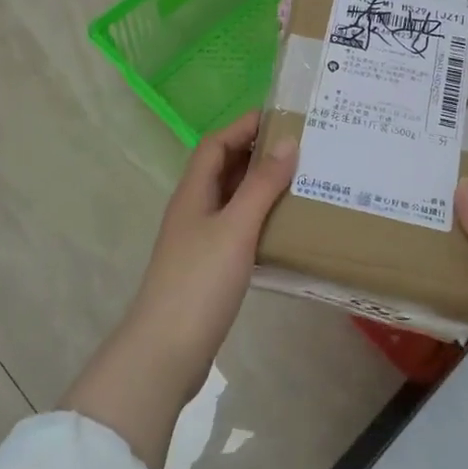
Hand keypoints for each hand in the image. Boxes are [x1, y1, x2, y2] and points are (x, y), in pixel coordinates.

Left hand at [60, 112, 295, 468]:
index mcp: (193, 191)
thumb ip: (261, 185)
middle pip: (223, 168)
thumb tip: (288, 141)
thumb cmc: (200, 281)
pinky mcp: (209, 267)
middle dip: (257, 153)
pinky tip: (284, 228)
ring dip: (260, 187)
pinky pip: (237, 228)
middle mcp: (194, 208)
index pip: (216, 143)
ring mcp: (199, 239)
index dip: (244, 126)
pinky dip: (259, 219)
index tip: (283, 118)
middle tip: (300, 149)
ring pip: (231, 199)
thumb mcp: (236, 227)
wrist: (167, 350)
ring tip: (300, 182)